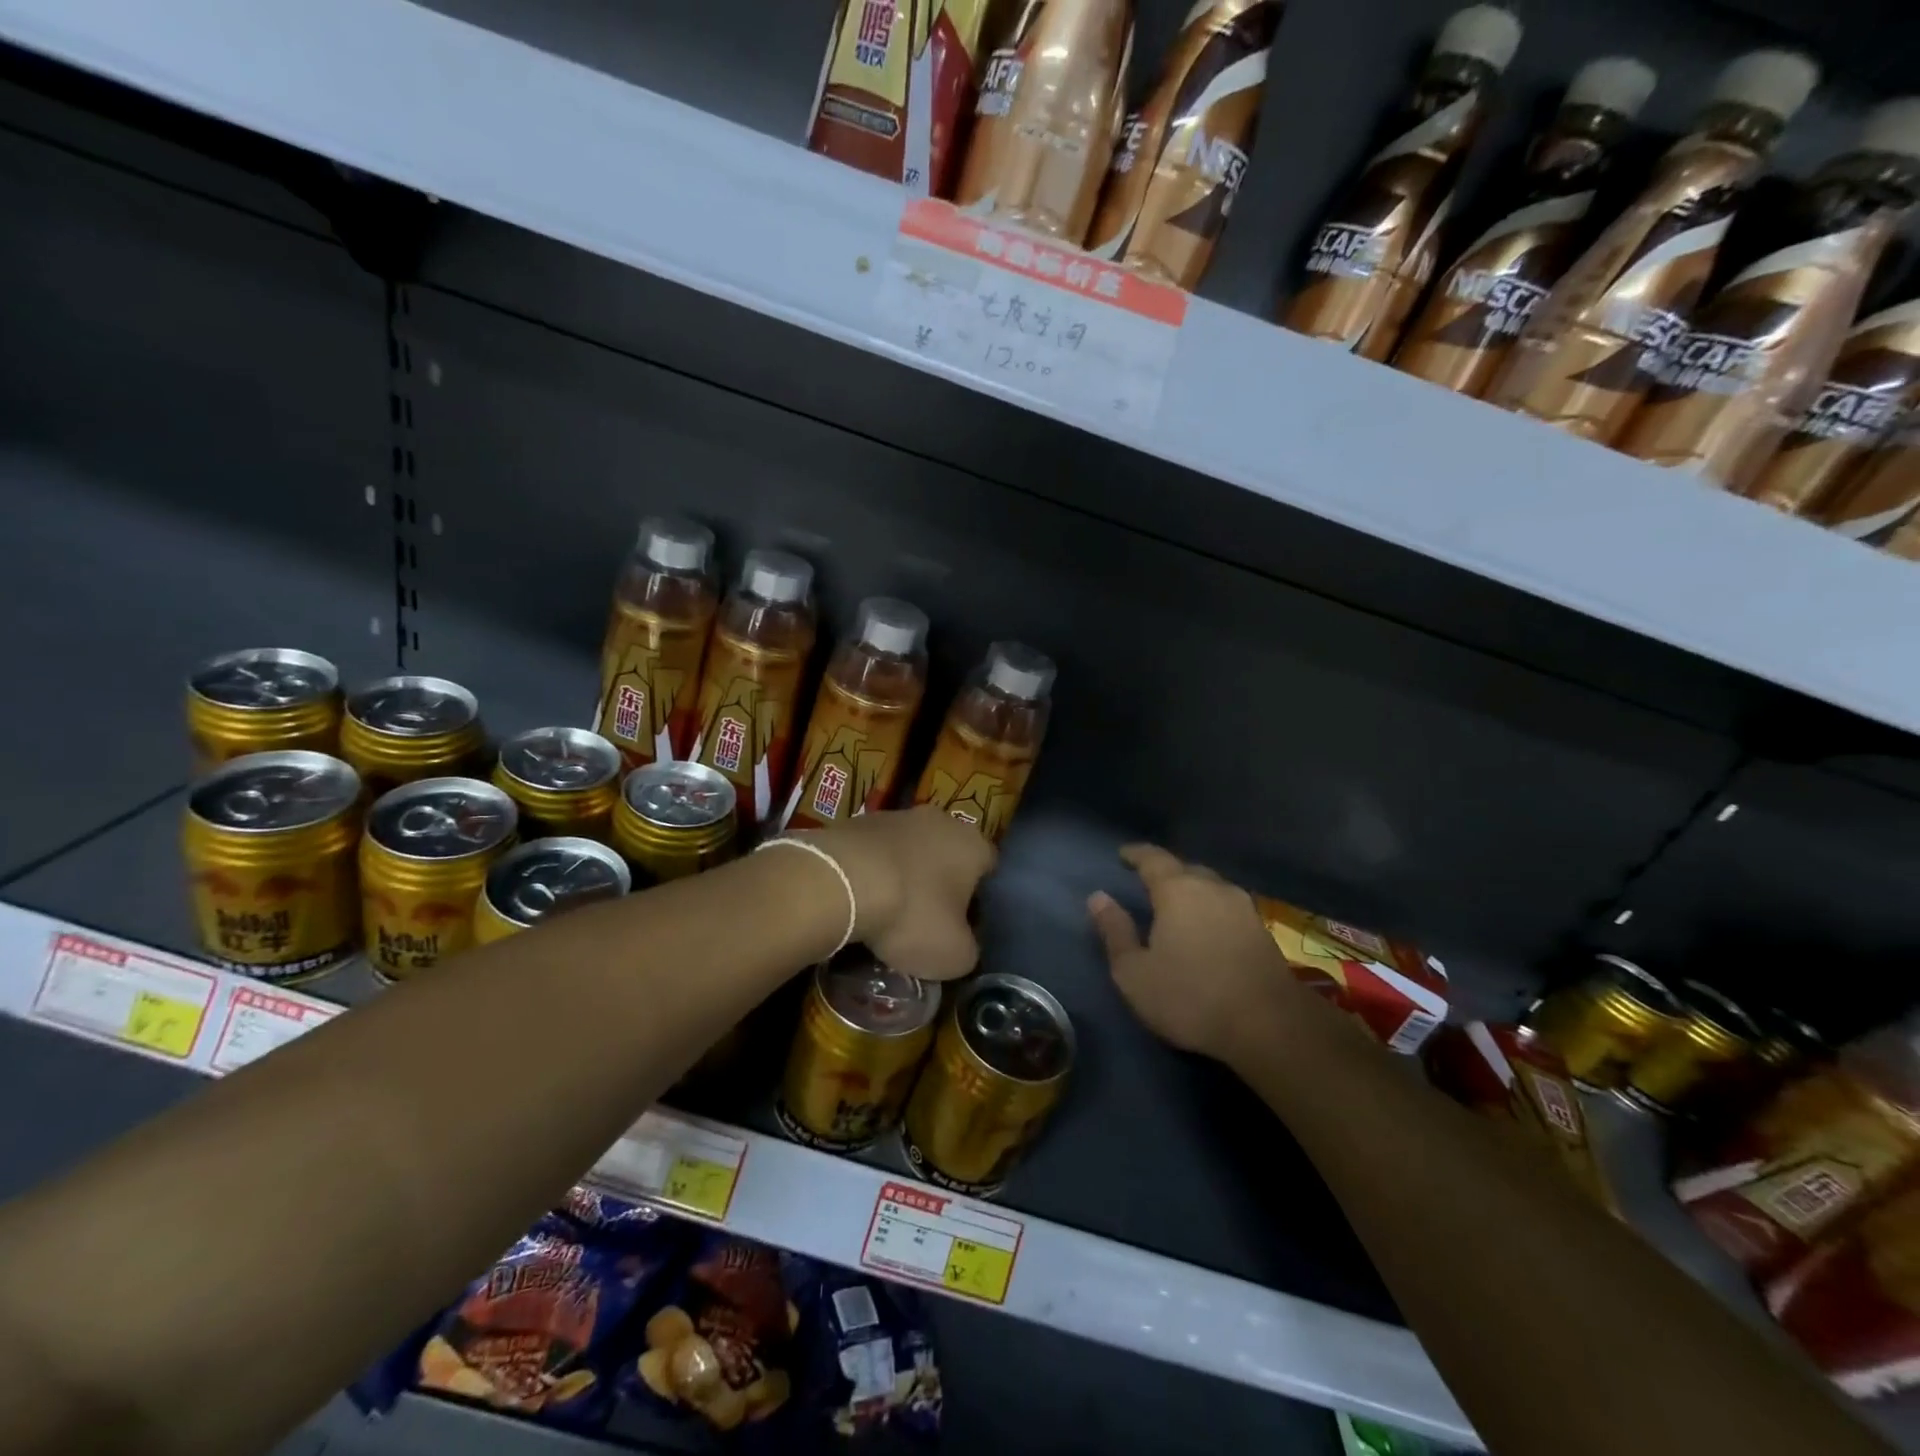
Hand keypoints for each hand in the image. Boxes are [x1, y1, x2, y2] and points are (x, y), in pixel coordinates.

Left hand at [805, 806, 995, 980]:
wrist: (842, 880)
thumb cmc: (912, 915)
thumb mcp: (953, 955)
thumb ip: (968, 950)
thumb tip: (963, 946)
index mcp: (973, 845)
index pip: (988, 868)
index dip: (978, 898)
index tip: (961, 925)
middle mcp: (940, 820)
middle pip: (947, 855)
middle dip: (938, 883)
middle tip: (925, 918)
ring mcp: (896, 815)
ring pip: (909, 851)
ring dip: (903, 875)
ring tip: (885, 912)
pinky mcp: (858, 821)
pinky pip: (875, 851)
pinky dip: (871, 871)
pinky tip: (858, 898)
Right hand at [1089, 844, 1292, 1060]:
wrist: (1270, 1026)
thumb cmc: (1190, 997)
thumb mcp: (1134, 972)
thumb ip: (1115, 931)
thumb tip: (1098, 897)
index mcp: (1178, 890)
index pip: (1153, 859)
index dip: (1136, 854)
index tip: (1123, 854)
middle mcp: (1213, 888)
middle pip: (1186, 869)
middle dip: (1165, 872)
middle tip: (1148, 883)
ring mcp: (1243, 908)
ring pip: (1211, 887)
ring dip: (1192, 891)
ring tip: (1177, 907)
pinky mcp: (1263, 931)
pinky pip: (1228, 907)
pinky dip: (1212, 911)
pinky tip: (1206, 929)